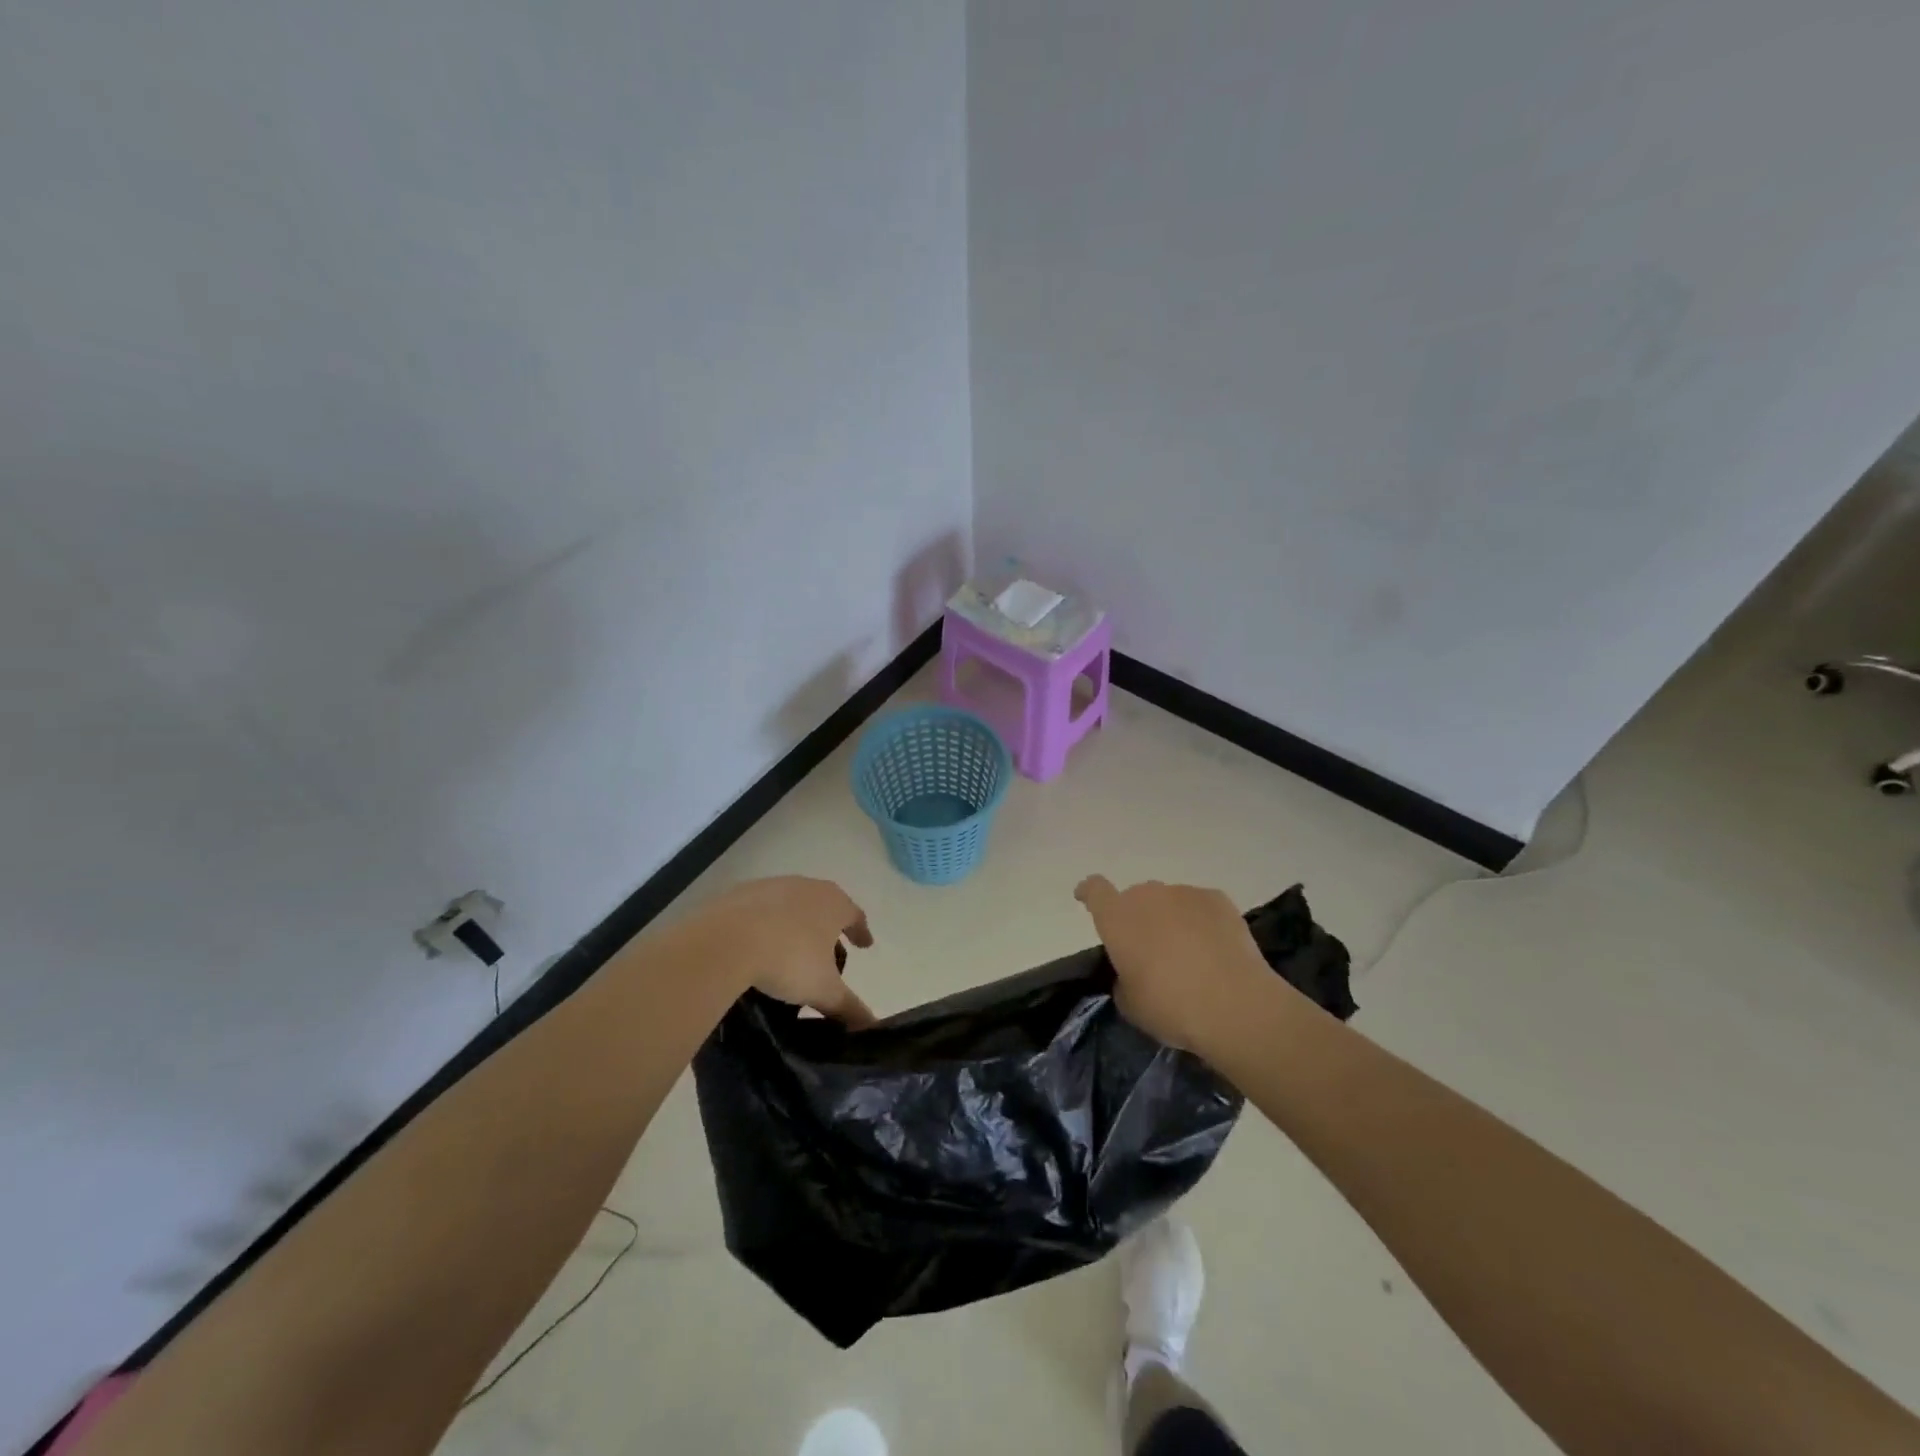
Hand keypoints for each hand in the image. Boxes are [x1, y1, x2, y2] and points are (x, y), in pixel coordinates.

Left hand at [676, 876, 875, 1026]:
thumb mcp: (822, 990)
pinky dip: (765, 922)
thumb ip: (849, 1007)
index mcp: (833, 904)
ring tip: (791, 948)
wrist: (725, 941)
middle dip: (828, 927)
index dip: (861, 932)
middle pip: (824, 905)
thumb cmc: (787, 960)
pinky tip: (758, 942)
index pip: (855, 915)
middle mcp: (807, 886)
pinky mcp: (740, 892)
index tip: (864, 946)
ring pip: (792, 904)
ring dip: (796, 922)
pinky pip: (760, 908)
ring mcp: (772, 885)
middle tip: (828, 951)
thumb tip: (871, 1025)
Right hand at [1073, 876, 1272, 1052]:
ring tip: (1190, 954)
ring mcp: (1184, 893)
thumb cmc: (1170, 1006)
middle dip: (1140, 919)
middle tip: (1153, 952)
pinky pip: (1200, 906)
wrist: (1233, 1004)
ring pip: (1170, 902)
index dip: (1089, 893)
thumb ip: (1123, 978)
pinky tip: (1215, 949)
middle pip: (1136, 899)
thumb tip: (1134, 971)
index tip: (1087, 898)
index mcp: (1116, 918)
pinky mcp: (1217, 899)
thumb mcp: (1130, 1003)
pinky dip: (1202, 921)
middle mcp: (1147, 896)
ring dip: (1172, 920)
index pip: (1094, 891)